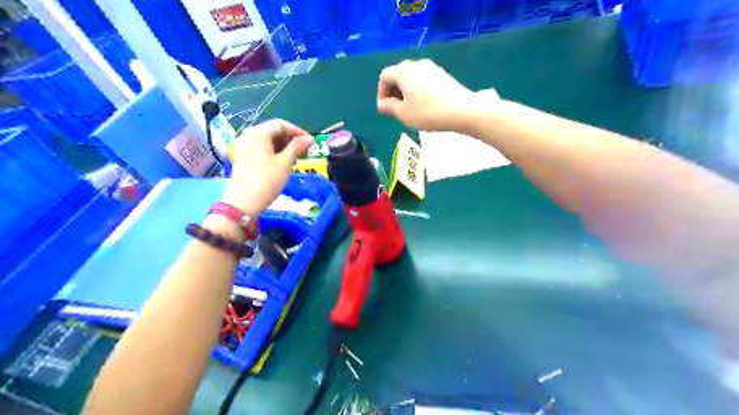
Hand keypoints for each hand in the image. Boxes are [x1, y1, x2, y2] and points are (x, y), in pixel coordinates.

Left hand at [219, 118, 310, 215]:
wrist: (243, 203)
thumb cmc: (266, 181)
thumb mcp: (285, 163)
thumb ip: (297, 147)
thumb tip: (309, 138)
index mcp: (259, 133)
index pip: (281, 124)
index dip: (298, 131)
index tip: (310, 143)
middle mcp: (249, 135)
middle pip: (273, 131)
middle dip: (291, 139)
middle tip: (305, 151)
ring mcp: (244, 146)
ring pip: (268, 140)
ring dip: (284, 146)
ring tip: (296, 158)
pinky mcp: (243, 156)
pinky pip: (261, 148)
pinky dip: (274, 151)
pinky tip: (283, 162)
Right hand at [377, 59, 492, 130]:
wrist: (462, 110)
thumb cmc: (428, 112)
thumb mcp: (403, 114)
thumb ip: (389, 107)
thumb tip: (382, 104)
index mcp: (403, 71)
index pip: (384, 76)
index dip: (381, 92)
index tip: (385, 109)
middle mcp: (417, 64)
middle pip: (398, 75)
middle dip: (393, 92)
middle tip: (396, 110)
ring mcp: (432, 67)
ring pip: (412, 78)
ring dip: (406, 92)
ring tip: (410, 110)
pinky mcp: (443, 75)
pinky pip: (424, 80)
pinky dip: (418, 91)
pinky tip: (424, 106)